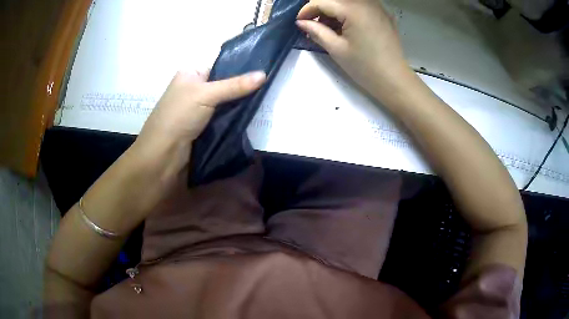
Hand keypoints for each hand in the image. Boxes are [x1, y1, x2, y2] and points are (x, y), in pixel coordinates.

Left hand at [137, 69, 266, 152]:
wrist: (163, 155)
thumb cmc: (179, 116)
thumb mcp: (206, 94)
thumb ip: (235, 85)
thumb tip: (264, 74)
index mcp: (190, 75)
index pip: (219, 68)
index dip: (239, 70)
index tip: (262, 74)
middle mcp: (193, 90)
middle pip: (223, 87)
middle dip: (242, 90)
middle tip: (267, 90)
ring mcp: (198, 111)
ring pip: (224, 105)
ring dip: (239, 107)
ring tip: (264, 103)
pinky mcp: (203, 128)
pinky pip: (222, 120)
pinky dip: (234, 120)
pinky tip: (252, 118)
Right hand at [296, 0, 412, 97]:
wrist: (394, 80)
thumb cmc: (364, 67)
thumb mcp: (336, 49)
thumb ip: (316, 31)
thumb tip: (301, 22)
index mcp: (353, 9)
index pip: (322, 2)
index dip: (306, 10)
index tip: (299, 23)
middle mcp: (366, 3)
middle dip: (321, 9)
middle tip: (315, 25)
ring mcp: (378, 8)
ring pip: (348, 1)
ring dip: (335, 10)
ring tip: (330, 29)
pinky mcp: (384, 15)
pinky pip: (361, 6)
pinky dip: (349, 12)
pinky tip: (347, 27)